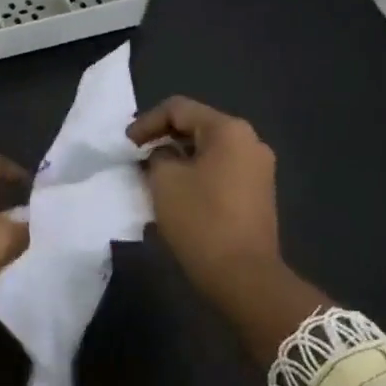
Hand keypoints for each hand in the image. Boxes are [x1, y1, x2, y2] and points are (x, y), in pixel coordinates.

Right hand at [128, 97, 322, 357]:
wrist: (244, 276)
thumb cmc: (200, 220)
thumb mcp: (164, 181)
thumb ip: (157, 156)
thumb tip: (164, 155)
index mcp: (229, 130)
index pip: (179, 109)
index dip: (147, 122)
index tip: (126, 145)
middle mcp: (250, 141)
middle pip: (197, 126)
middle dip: (164, 139)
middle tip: (136, 157)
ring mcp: (258, 168)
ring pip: (209, 150)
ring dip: (179, 158)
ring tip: (152, 175)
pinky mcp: (259, 193)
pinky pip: (221, 170)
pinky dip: (197, 174)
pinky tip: (177, 193)